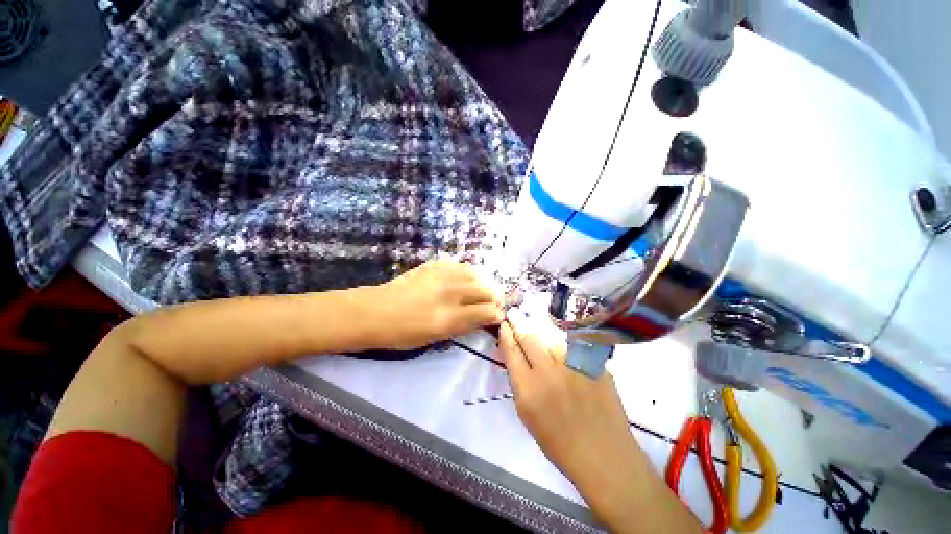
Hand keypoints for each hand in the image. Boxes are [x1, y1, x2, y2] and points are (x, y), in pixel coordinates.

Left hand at [366, 260, 503, 349]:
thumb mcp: (437, 338)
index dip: (497, 315)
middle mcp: (450, 293)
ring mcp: (443, 275)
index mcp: (449, 317)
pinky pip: (462, 265)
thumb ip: (465, 326)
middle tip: (490, 305)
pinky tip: (463, 281)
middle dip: (495, 299)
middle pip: (489, 290)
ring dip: (484, 284)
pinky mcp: (436, 264)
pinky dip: (469, 274)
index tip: (495, 318)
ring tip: (479, 292)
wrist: (376, 311)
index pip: (489, 311)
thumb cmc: (404, 333)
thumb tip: (486, 318)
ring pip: (479, 274)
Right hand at [498, 321, 636, 486]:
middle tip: (515, 316)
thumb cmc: (559, 443)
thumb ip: (521, 382)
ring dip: (543, 338)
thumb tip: (517, 357)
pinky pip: (573, 348)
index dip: (506, 335)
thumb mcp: (528, 415)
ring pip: (551, 339)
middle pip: (529, 338)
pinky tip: (566, 355)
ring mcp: (574, 365)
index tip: (504, 325)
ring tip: (542, 340)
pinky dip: (565, 349)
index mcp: (528, 389)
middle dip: (519, 325)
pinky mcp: (594, 364)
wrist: (603, 454)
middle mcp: (549, 372)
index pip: (512, 351)